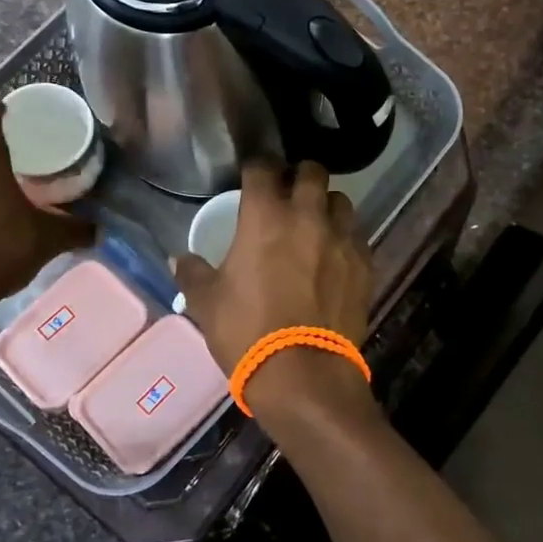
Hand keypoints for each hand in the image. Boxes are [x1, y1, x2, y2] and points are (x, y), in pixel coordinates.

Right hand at [172, 162, 375, 420]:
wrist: (303, 374)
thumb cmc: (247, 331)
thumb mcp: (206, 303)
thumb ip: (192, 273)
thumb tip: (177, 258)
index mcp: (265, 216)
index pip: (263, 167)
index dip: (256, 167)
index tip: (252, 175)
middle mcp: (308, 216)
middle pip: (313, 171)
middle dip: (300, 176)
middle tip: (289, 193)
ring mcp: (342, 239)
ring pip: (341, 201)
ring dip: (326, 205)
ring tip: (316, 223)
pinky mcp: (365, 265)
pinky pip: (357, 237)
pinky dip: (345, 238)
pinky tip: (335, 257)